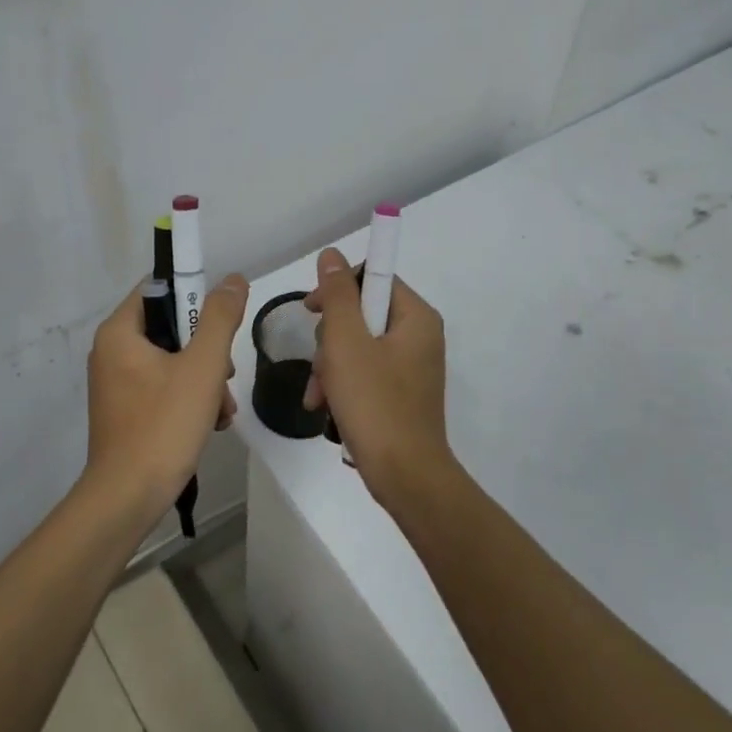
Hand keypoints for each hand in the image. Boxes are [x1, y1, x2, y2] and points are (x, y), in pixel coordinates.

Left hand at [85, 274, 249, 514]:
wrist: (128, 499)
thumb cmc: (163, 425)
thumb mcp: (202, 366)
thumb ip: (219, 317)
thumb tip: (233, 279)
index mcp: (119, 331)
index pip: (159, 288)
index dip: (194, 296)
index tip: (221, 323)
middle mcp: (111, 351)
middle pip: (170, 327)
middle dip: (206, 349)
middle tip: (223, 375)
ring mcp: (117, 383)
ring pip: (171, 360)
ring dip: (203, 378)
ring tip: (221, 408)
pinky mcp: (126, 410)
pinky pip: (163, 387)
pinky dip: (188, 397)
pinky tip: (210, 422)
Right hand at [302, 248, 454, 504]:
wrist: (405, 476)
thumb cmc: (375, 403)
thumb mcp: (346, 342)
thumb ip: (337, 294)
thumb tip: (332, 255)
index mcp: (416, 317)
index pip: (372, 277)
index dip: (338, 289)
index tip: (312, 310)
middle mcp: (419, 336)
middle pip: (362, 314)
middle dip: (330, 339)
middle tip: (320, 364)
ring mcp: (411, 367)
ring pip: (357, 346)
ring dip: (330, 366)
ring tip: (319, 395)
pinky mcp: (400, 393)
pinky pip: (365, 373)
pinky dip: (342, 386)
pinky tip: (325, 408)